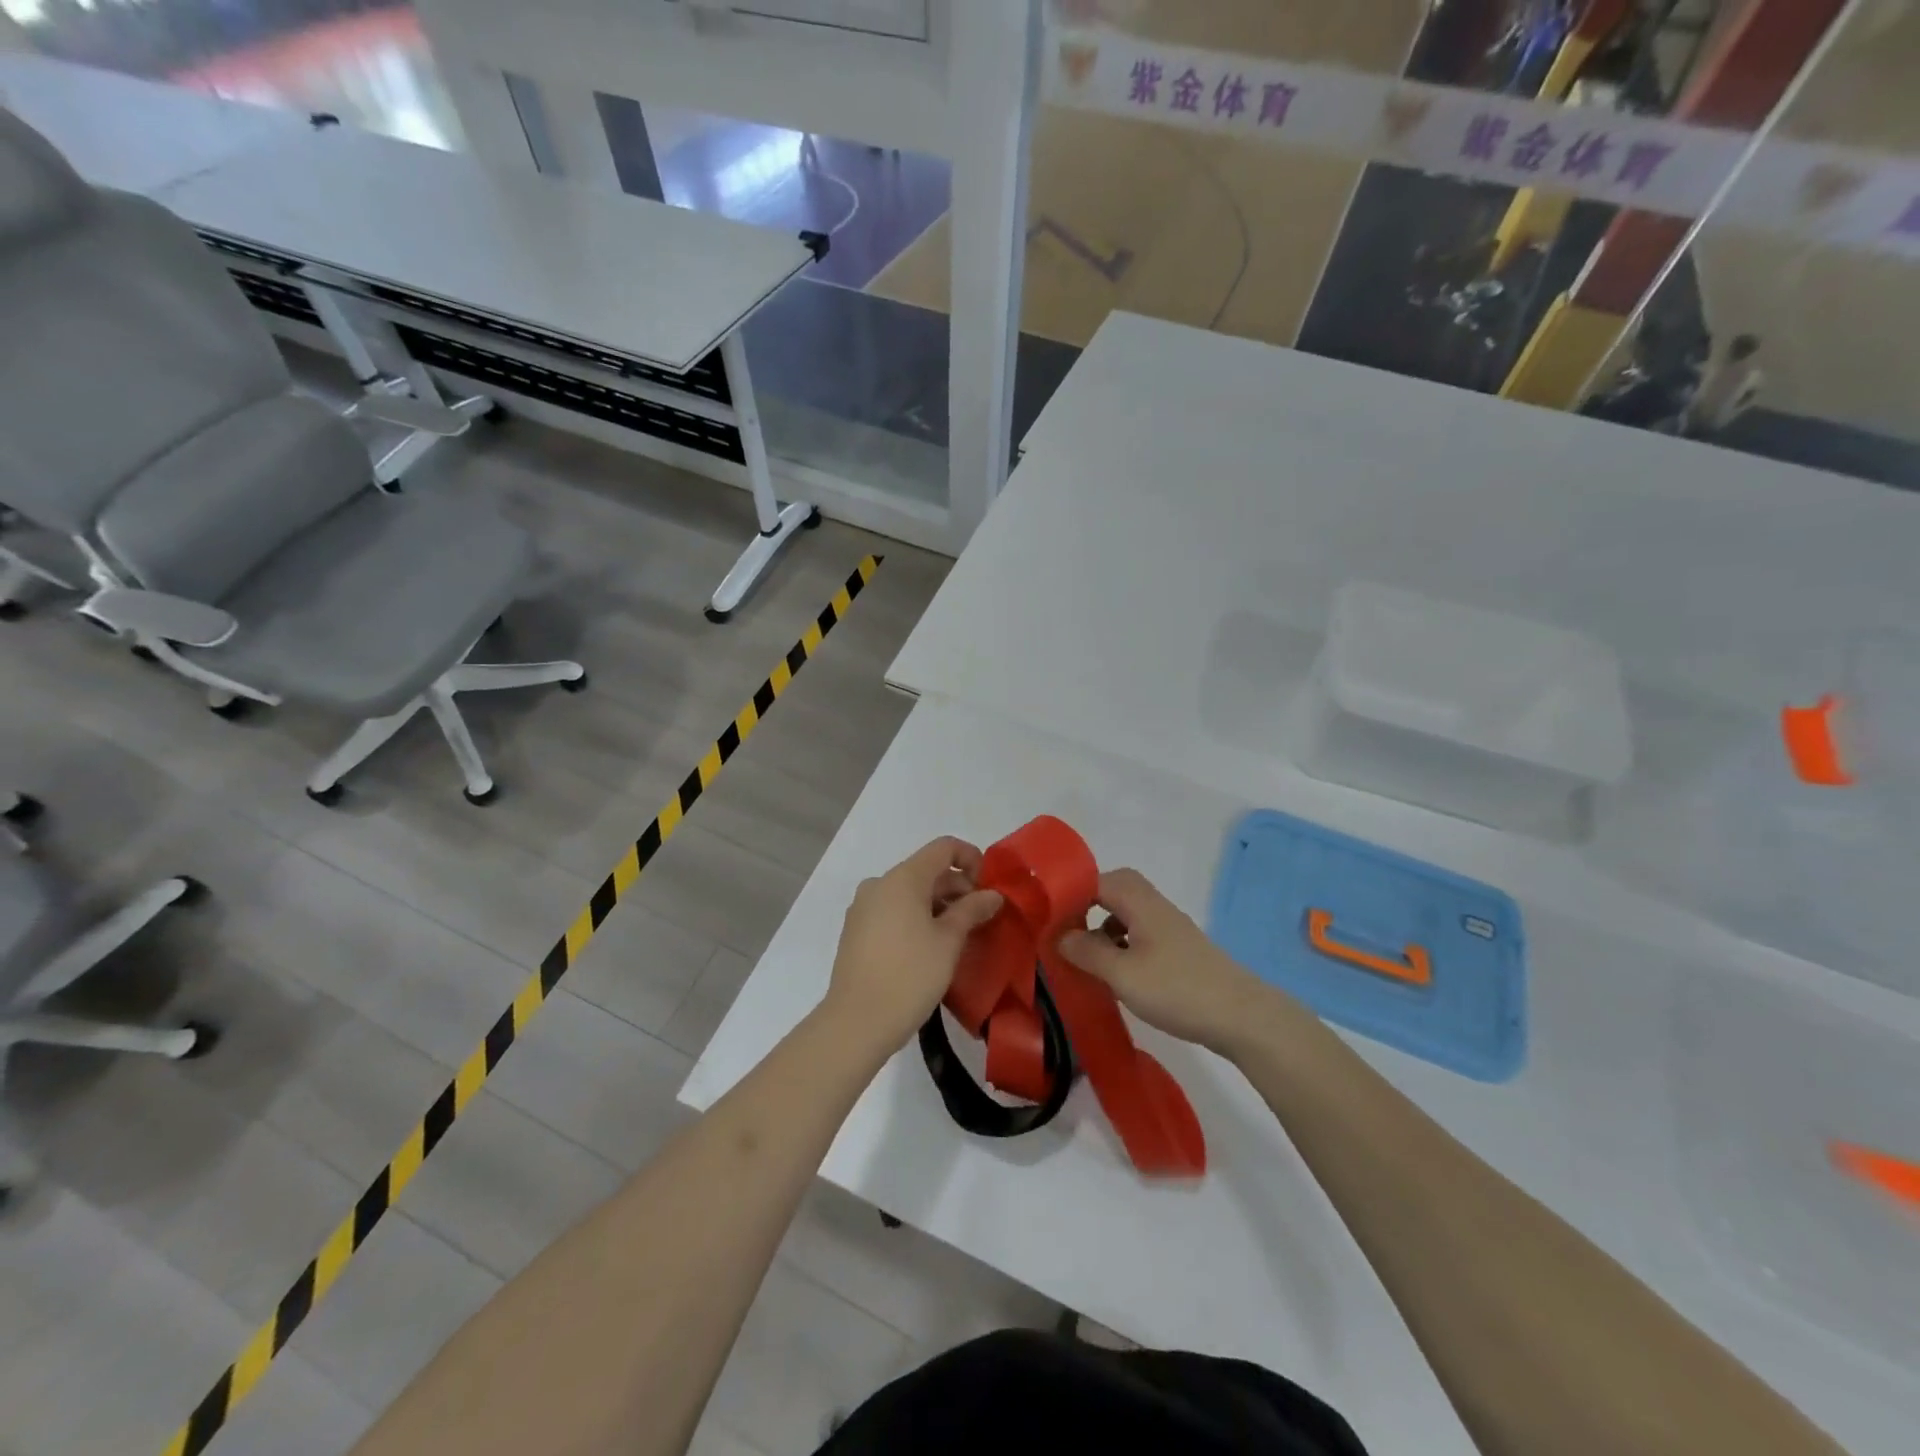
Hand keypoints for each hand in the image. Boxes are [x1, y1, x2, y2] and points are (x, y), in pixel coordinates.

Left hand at [821, 837, 1003, 1055]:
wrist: (857, 1022)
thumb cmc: (910, 975)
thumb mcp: (949, 941)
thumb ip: (972, 910)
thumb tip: (992, 894)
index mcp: (903, 878)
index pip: (943, 848)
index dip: (971, 858)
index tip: (987, 889)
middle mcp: (879, 884)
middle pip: (926, 870)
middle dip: (957, 888)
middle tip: (981, 919)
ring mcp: (863, 907)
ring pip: (909, 893)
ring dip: (938, 905)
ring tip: (959, 937)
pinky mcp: (856, 931)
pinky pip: (893, 911)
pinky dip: (916, 918)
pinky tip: (930, 948)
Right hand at [1056, 868, 1280, 1057]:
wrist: (1242, 1017)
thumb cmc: (1177, 989)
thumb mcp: (1122, 974)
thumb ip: (1087, 951)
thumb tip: (1060, 935)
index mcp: (1140, 903)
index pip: (1097, 879)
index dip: (1070, 892)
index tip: (1047, 916)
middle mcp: (1155, 907)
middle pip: (1115, 890)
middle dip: (1087, 905)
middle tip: (1066, 931)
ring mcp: (1170, 929)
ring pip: (1128, 913)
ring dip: (1104, 927)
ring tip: (1086, 955)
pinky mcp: (1179, 951)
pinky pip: (1140, 934)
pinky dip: (1121, 944)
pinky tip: (1116, 972)